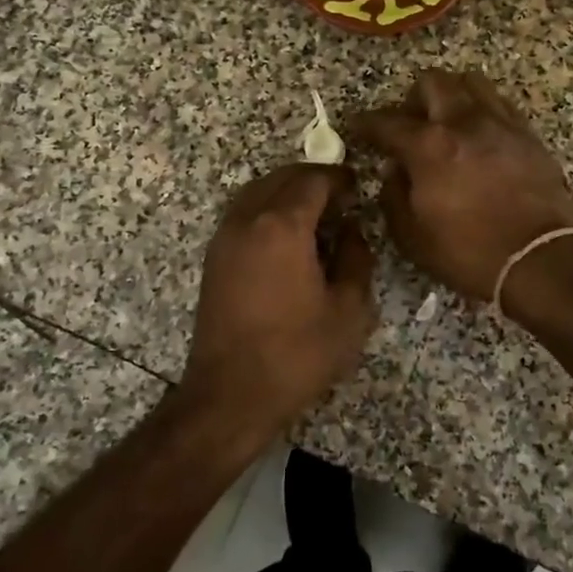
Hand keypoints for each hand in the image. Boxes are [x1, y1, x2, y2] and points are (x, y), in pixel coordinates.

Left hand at [177, 163, 377, 437]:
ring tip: (316, 213)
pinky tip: (287, 237)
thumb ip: (356, 258)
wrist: (231, 394)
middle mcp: (247, 220)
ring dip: (286, 191)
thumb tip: (351, 230)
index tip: (358, 185)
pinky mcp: (214, 258)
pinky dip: (267, 210)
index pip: (313, 180)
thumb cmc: (297, 353)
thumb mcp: (349, 310)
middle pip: (281, 178)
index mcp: (282, 226)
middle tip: (341, 196)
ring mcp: (224, 238)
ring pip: (257, 192)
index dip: (339, 177)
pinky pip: (243, 213)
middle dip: (312, 179)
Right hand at [351, 70, 572, 302]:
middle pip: (432, 82)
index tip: (358, 128)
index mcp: (428, 146)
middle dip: (412, 99)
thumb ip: (393, 196)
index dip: (365, 124)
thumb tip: (393, 170)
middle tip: (409, 125)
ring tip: (447, 122)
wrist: (540, 260)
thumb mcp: (412, 237)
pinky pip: (500, 103)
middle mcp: (463, 122)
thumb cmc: (469, 253)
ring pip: (471, 82)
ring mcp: (500, 124)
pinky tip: (479, 134)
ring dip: (451, 95)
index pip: (386, 122)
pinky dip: (482, 110)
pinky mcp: (528, 134)